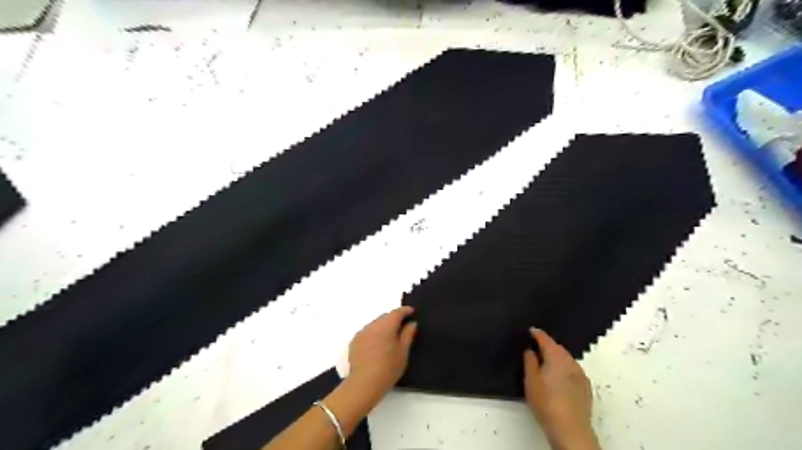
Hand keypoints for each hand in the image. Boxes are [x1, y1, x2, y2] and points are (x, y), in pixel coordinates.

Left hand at [348, 306, 416, 399]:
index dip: (405, 310)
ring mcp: (362, 332)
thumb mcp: (403, 351)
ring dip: (383, 327)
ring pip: (375, 324)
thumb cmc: (388, 367)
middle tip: (402, 327)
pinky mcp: (354, 341)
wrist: (364, 383)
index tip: (412, 311)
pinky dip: (374, 334)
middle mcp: (373, 325)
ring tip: (390, 337)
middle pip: (385, 317)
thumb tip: (411, 323)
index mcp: (386, 325)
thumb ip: (408, 334)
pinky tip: (377, 346)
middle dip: (394, 319)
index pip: (397, 312)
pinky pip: (367, 332)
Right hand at [524, 327, 597, 448]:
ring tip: (546, 363)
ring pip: (567, 360)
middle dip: (548, 346)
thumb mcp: (531, 380)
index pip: (546, 340)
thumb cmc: (546, 401)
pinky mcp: (586, 388)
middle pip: (558, 348)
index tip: (531, 330)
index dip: (537, 334)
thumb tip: (531, 350)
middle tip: (536, 347)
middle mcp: (570, 362)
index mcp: (556, 357)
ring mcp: (581, 375)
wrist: (570, 428)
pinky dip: (564, 369)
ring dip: (557, 358)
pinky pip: (573, 371)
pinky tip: (559, 378)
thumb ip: (530, 362)